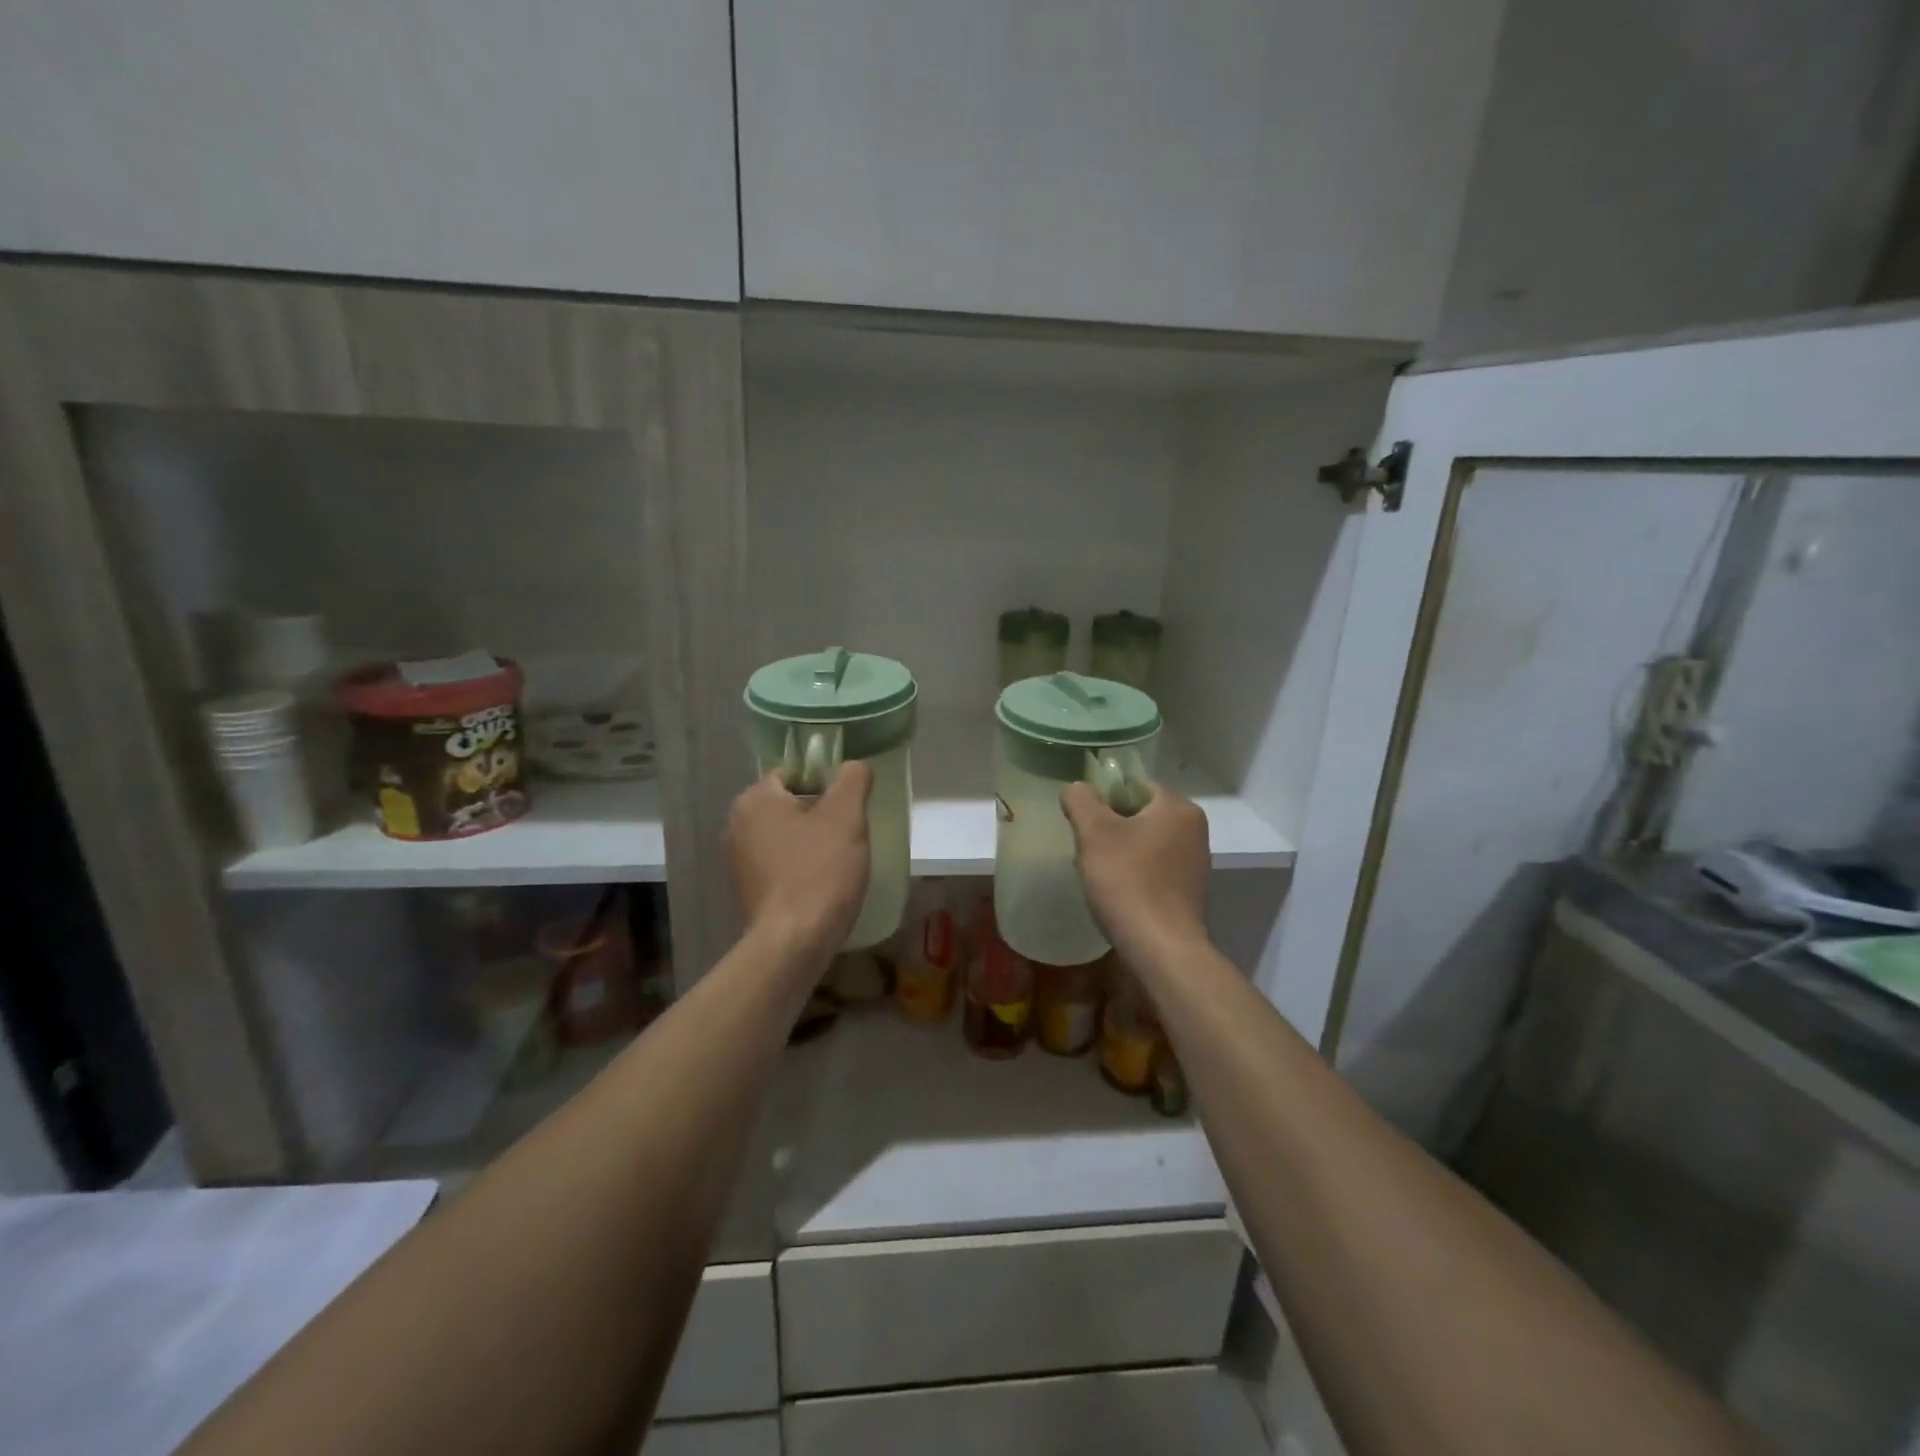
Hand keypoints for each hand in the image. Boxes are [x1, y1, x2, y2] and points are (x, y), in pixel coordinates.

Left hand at [727, 763, 872, 962]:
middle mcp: (736, 825)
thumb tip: (853, 766)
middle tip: (849, 834)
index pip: (794, 774)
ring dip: (811, 843)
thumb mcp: (846, 815)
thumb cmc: (820, 870)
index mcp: (754, 800)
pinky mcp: (746, 890)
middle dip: (820, 815)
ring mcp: (738, 861)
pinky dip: (800, 868)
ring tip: (839, 861)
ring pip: (786, 837)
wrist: (794, 942)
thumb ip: (852, 779)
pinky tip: (821, 884)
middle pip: (789, 805)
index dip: (826, 785)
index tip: (849, 808)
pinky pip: (780, 865)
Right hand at [1061, 782, 1208, 961]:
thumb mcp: (1094, 832)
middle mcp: (1194, 830)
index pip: (1134, 787)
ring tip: (1098, 875)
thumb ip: (1081, 800)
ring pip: (1145, 844)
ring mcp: (1194, 863)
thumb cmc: (1128, 881)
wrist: (1160, 948)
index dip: (1104, 800)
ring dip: (1120, 854)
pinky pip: (1154, 870)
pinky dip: (1134, 875)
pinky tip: (1117, 894)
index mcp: (1179, 808)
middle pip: (1139, 816)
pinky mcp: (1188, 892)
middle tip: (1087, 850)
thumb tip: (1076, 788)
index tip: (1085, 825)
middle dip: (1110, 829)